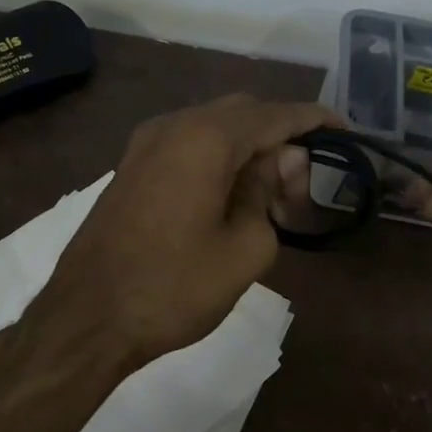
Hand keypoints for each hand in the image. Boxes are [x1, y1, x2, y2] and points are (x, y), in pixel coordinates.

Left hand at [34, 95, 333, 368]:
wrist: (86, 318)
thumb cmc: (173, 288)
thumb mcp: (245, 249)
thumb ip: (268, 195)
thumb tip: (276, 165)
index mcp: (206, 138)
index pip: (275, 115)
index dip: (314, 120)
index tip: (345, 131)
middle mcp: (174, 125)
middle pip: (243, 112)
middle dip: (279, 135)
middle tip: (303, 179)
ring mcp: (145, 143)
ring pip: (211, 126)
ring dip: (246, 146)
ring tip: (270, 189)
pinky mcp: (130, 166)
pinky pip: (186, 143)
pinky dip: (216, 155)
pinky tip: (229, 191)